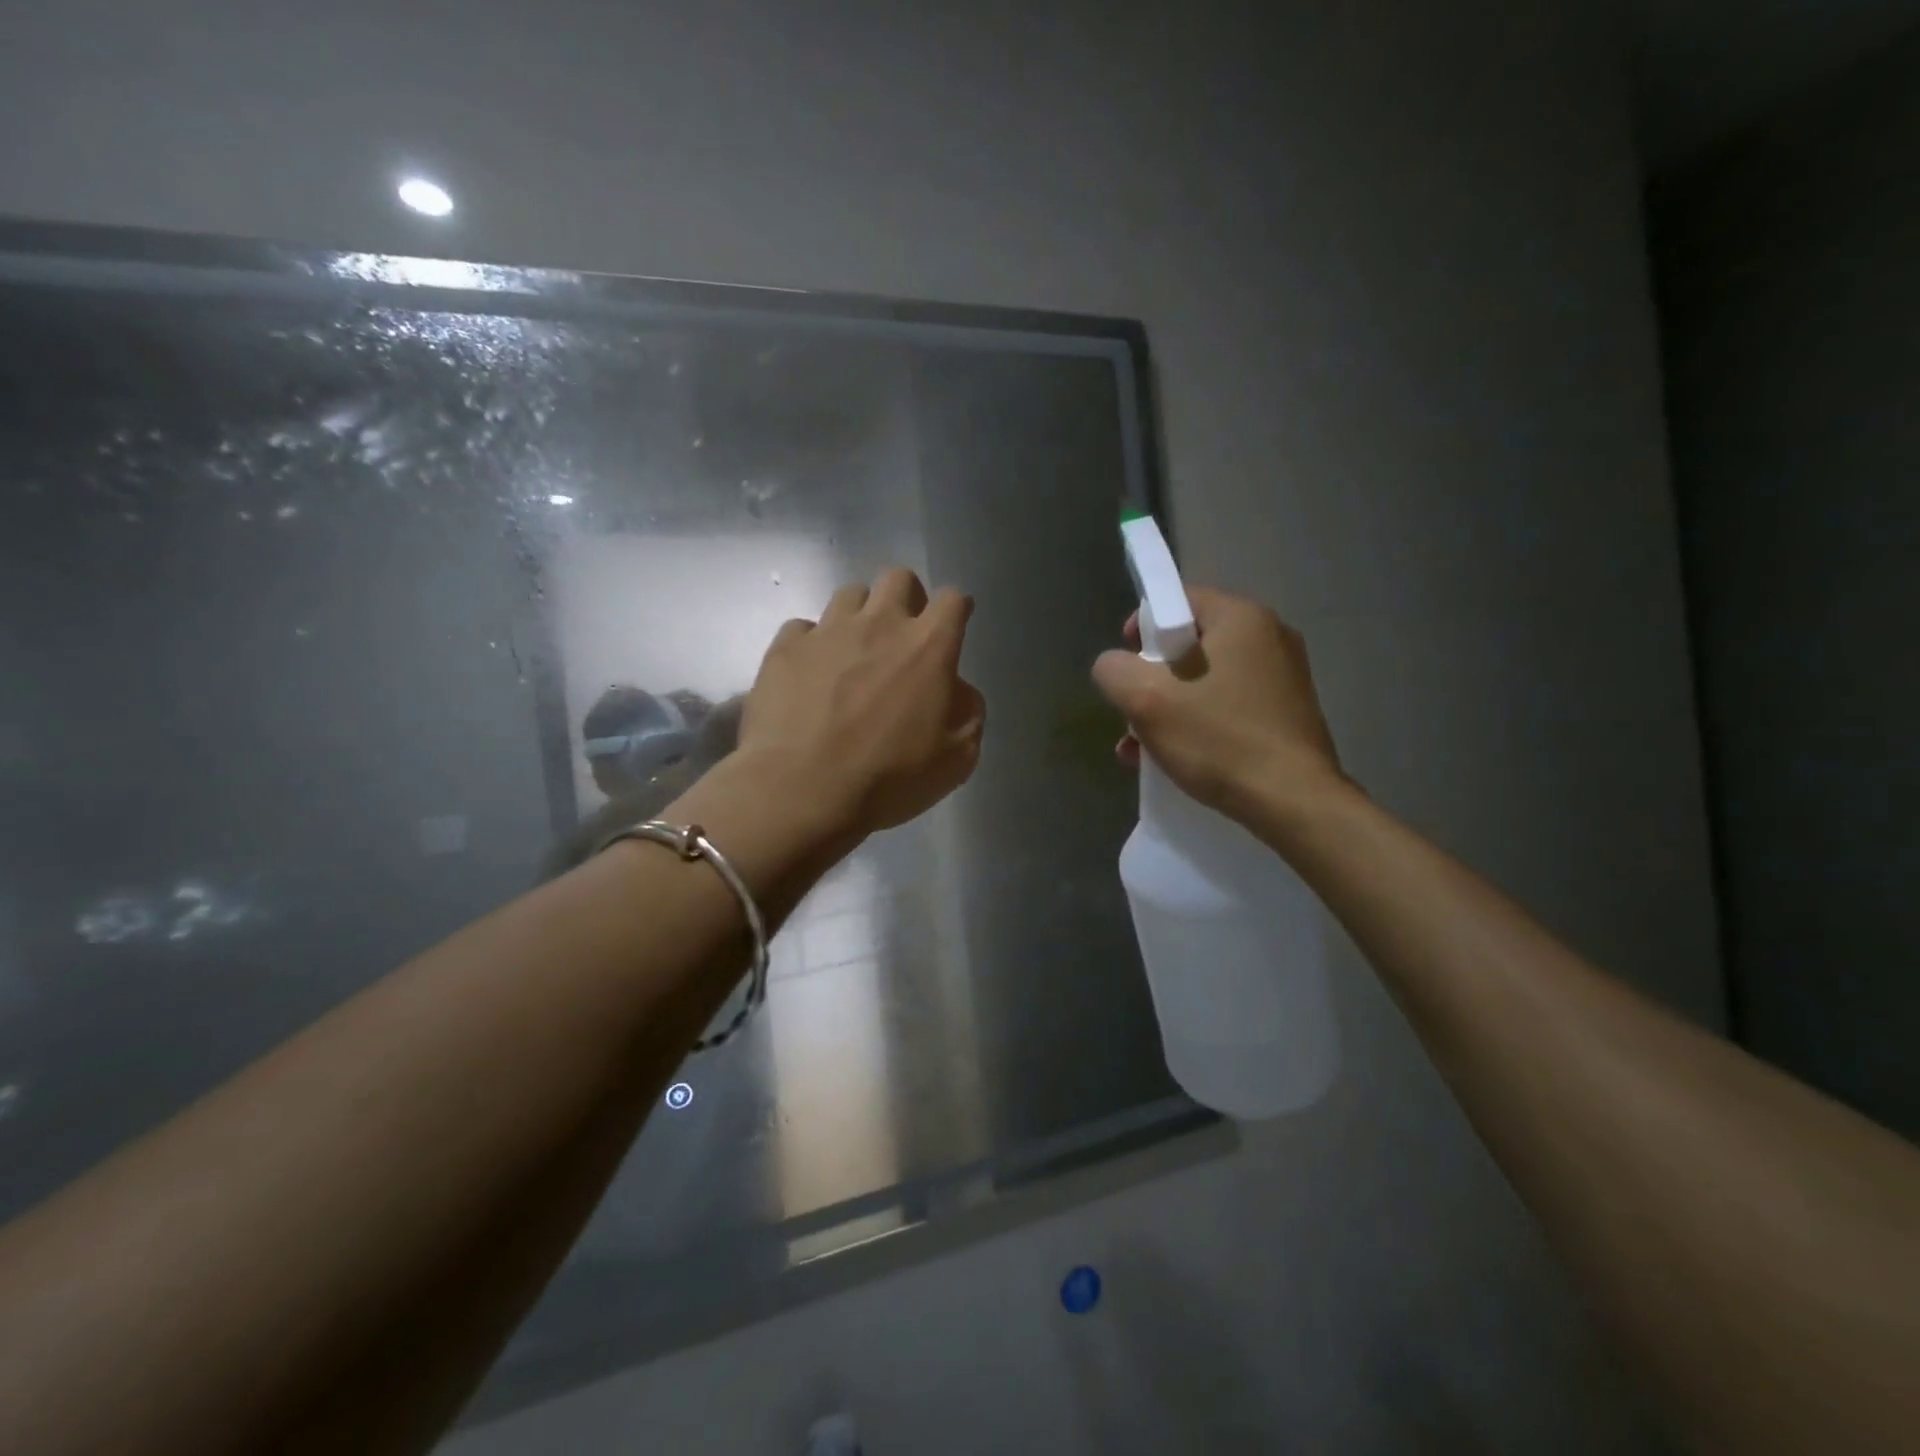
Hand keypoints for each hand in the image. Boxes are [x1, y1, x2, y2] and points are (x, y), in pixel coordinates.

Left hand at [739, 568, 985, 839]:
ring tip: (853, 653)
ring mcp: (827, 631)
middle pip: (898, 578)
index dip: (956, 610)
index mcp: (928, 648)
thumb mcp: (956, 759)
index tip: (952, 629)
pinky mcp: (785, 647)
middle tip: (902, 637)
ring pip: (849, 593)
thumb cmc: (888, 778)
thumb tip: (956, 689)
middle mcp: (879, 624)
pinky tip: (810, 674)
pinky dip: (813, 645)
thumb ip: (968, 712)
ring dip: (860, 616)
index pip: (953, 599)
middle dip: (907, 598)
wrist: (801, 791)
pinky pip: (803, 627)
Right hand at [1090, 586, 1346, 820]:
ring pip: (1206, 679)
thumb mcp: (1146, 700)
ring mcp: (1283, 676)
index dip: (1142, 628)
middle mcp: (1269, 636)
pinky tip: (1174, 758)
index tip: (1127, 665)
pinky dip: (1198, 722)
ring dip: (1169, 707)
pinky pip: (1228, 704)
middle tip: (1134, 713)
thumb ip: (1115, 671)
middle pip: (1189, 644)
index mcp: (1241, 618)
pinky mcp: (1286, 711)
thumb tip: (1113, 666)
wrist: (1294, 802)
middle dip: (1152, 678)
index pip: (1178, 600)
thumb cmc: (1219, 740)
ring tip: (1142, 747)